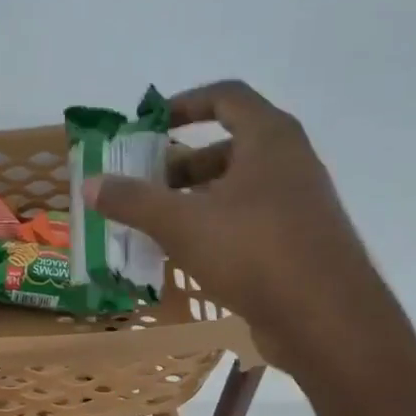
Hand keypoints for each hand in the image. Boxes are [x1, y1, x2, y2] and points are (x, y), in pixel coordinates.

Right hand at [86, 80, 403, 379]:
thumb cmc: (253, 252)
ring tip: (158, 224)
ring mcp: (297, 204)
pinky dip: (216, 227)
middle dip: (182, 164)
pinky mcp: (297, 242)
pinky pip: (248, 220)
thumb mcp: (182, 223)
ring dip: (196, 199)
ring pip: (238, 188)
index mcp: (269, 139)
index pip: (226, 97)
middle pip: (229, 146)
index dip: (184, 104)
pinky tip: (189, 255)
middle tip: (145, 186)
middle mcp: (289, 162)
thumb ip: (134, 201)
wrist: (325, 317)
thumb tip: (90, 184)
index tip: (149, 126)